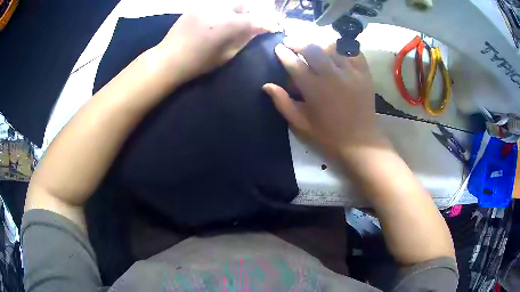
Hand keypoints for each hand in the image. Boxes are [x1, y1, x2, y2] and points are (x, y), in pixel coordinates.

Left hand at [152, 5, 281, 86]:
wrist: (170, 58)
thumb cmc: (199, 62)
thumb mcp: (226, 54)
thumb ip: (244, 39)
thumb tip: (259, 30)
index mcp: (229, 25)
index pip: (257, 19)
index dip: (269, 22)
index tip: (275, 26)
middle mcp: (220, 10)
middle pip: (246, 5)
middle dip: (255, 13)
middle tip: (256, 22)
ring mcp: (207, 6)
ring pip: (231, 4)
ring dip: (239, 11)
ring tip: (237, 21)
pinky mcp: (197, 6)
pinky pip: (217, 5)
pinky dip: (224, 11)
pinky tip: (219, 20)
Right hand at [263, 38, 380, 158]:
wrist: (360, 143)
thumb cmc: (328, 136)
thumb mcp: (301, 125)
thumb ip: (283, 104)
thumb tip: (267, 86)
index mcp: (314, 90)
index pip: (294, 64)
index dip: (284, 53)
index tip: (279, 48)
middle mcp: (332, 76)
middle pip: (312, 49)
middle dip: (298, 42)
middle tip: (291, 41)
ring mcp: (351, 73)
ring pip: (332, 46)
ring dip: (318, 42)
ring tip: (312, 42)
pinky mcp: (365, 74)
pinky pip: (353, 52)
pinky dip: (343, 47)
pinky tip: (336, 48)